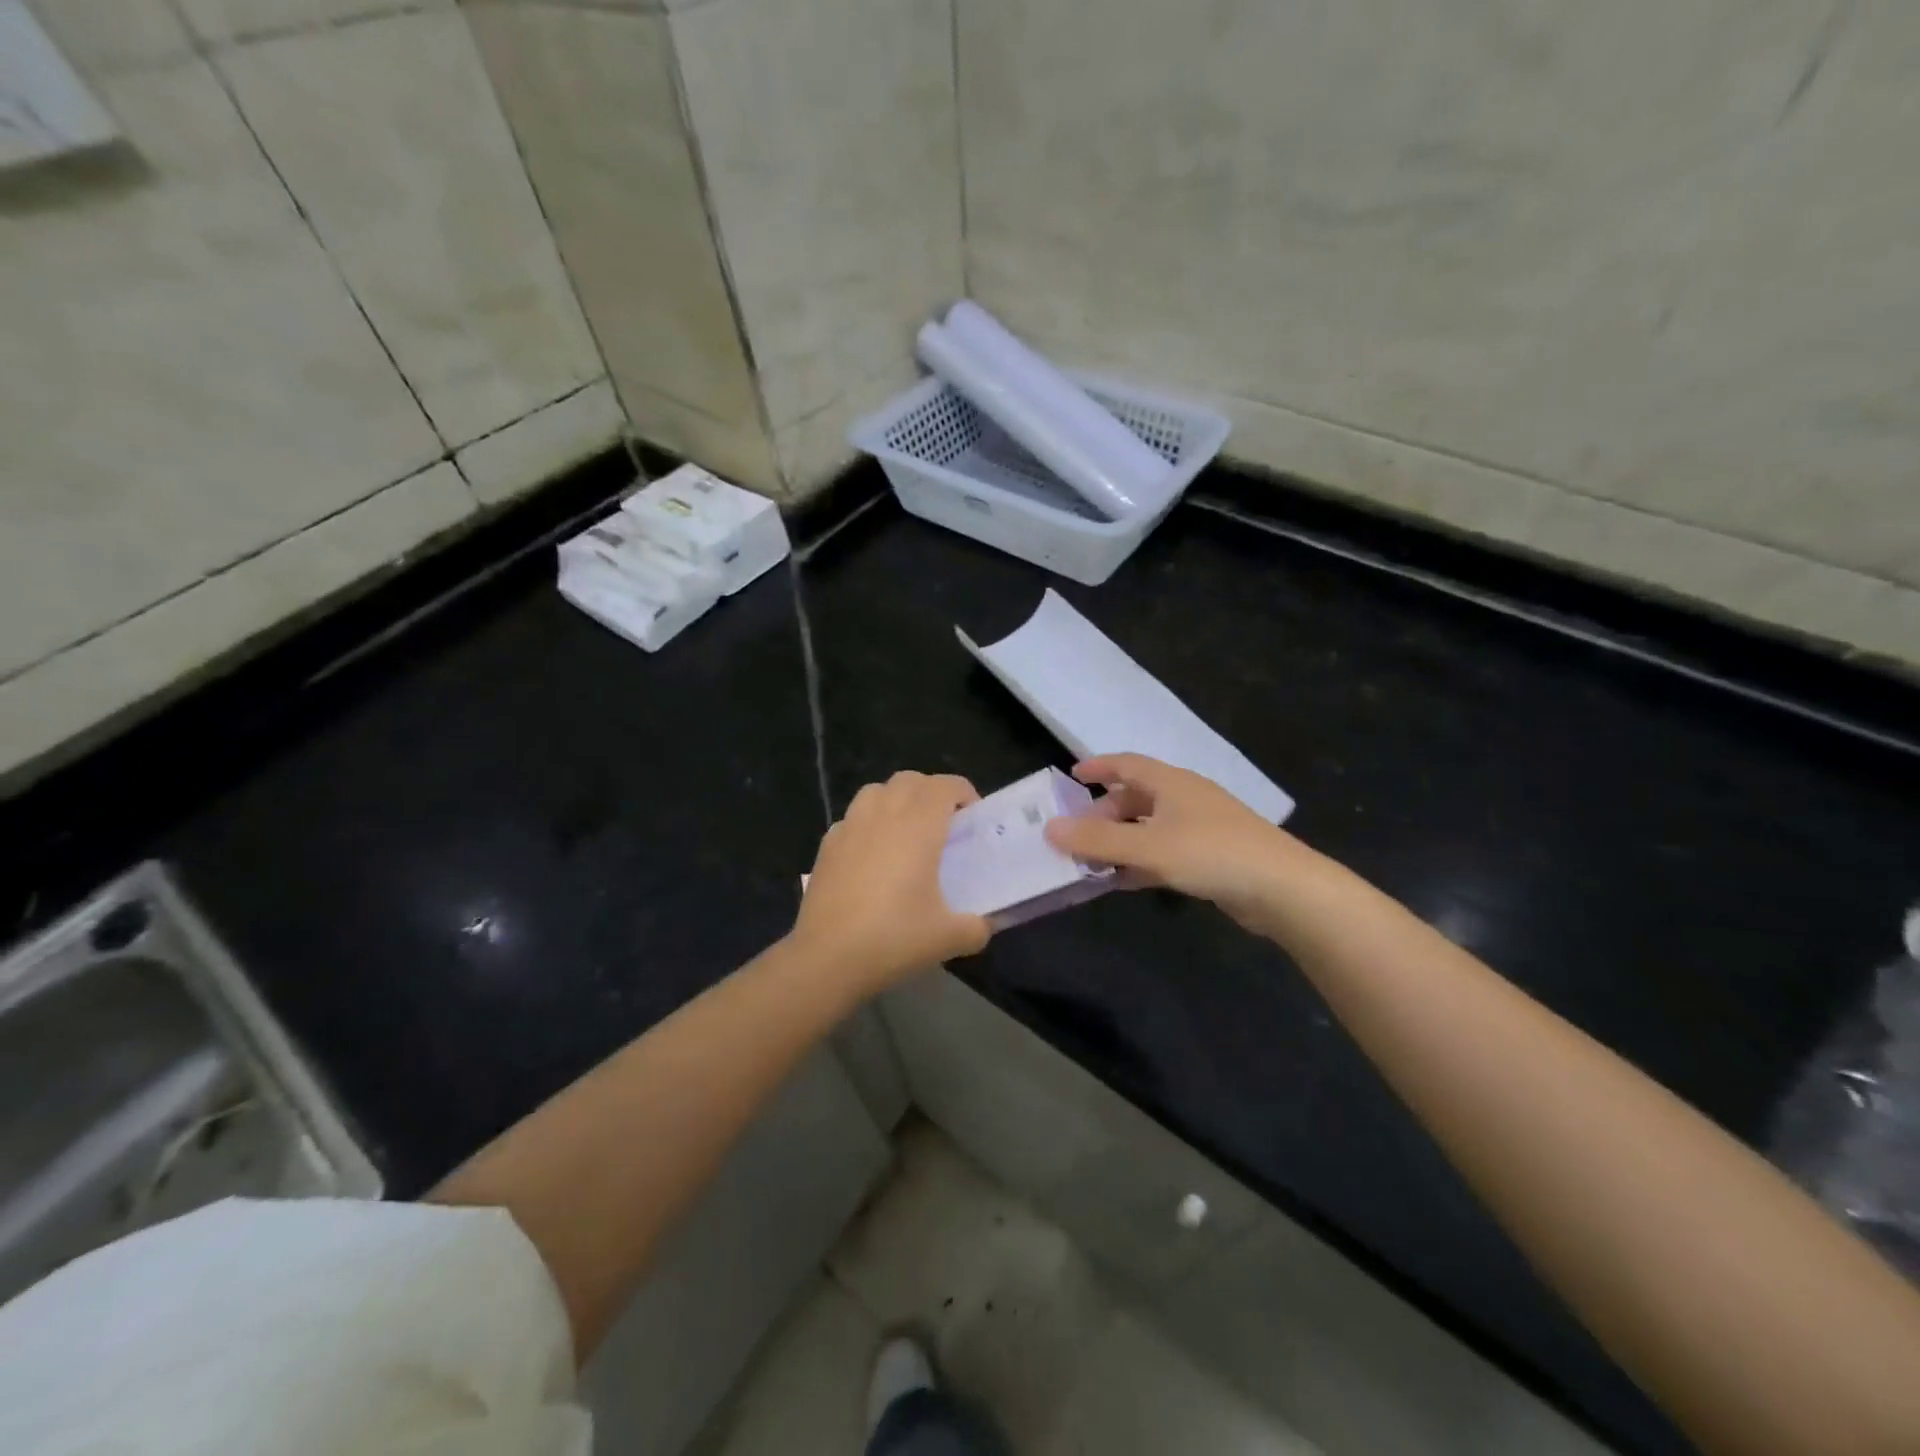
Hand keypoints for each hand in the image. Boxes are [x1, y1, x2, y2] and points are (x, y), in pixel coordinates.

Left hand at [790, 771, 990, 995]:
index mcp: (918, 826)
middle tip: (944, 823)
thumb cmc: (894, 938)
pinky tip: (871, 854)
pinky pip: (852, 818)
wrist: (828, 958)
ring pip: (876, 791)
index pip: (945, 786)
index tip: (973, 817)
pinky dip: (868, 823)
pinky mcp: (827, 845)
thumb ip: (976, 927)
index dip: (964, 793)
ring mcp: (850, 826)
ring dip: (896, 799)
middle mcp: (884, 815)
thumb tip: (983, 925)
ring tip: (906, 830)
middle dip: (931, 791)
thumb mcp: (948, 938)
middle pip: (910, 780)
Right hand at [1044, 754, 1303, 933]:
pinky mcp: (1210, 857)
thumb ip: (1098, 838)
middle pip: (1135, 797)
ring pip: (1148, 827)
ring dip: (1120, 840)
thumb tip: (1050, 827)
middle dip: (1104, 813)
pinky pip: (1163, 852)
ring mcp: (1200, 828)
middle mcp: (1184, 798)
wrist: (1282, 889)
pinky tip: (1124, 881)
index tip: (1071, 775)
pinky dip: (1140, 861)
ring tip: (1091, 860)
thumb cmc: (1211, 854)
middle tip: (1076, 833)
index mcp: (1171, 783)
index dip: (1098, 767)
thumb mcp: (1147, 846)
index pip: (1127, 764)